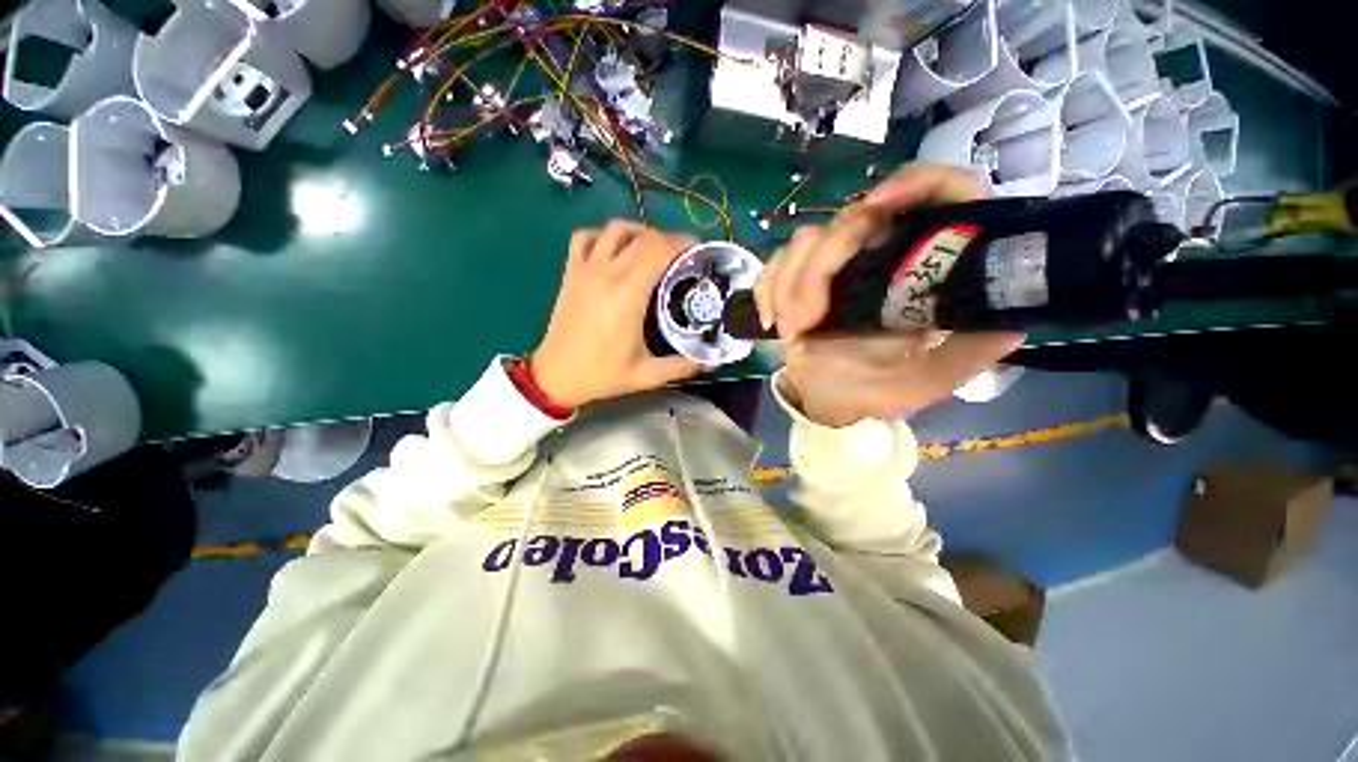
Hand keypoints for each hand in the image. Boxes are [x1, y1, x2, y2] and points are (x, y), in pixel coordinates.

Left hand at [531, 221, 703, 407]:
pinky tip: (615, 250)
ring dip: (639, 232)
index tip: (698, 251)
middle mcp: (607, 274)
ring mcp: (585, 269)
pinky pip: (585, 237)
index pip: (659, 250)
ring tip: (652, 249)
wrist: (556, 376)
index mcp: (628, 295)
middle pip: (643, 237)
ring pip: (615, 229)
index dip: (682, 243)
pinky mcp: (570, 272)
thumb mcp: (647, 375)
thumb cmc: (602, 375)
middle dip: (668, 239)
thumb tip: (712, 361)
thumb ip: (682, 366)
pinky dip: (604, 235)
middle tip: (682, 255)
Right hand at [754, 164, 1024, 425]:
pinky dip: (767, 289)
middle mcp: (880, 251)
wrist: (830, 398)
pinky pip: (774, 266)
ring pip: (803, 241)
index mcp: (923, 266)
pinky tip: (770, 320)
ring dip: (788, 287)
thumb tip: (1009, 322)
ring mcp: (835, 263)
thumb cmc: (878, 388)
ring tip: (791, 332)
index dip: (912, 186)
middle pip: (850, 219)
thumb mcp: (930, 380)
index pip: (937, 194)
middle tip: (805, 322)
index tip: (875, 210)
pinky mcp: (798, 278)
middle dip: (818, 269)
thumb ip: (969, 354)